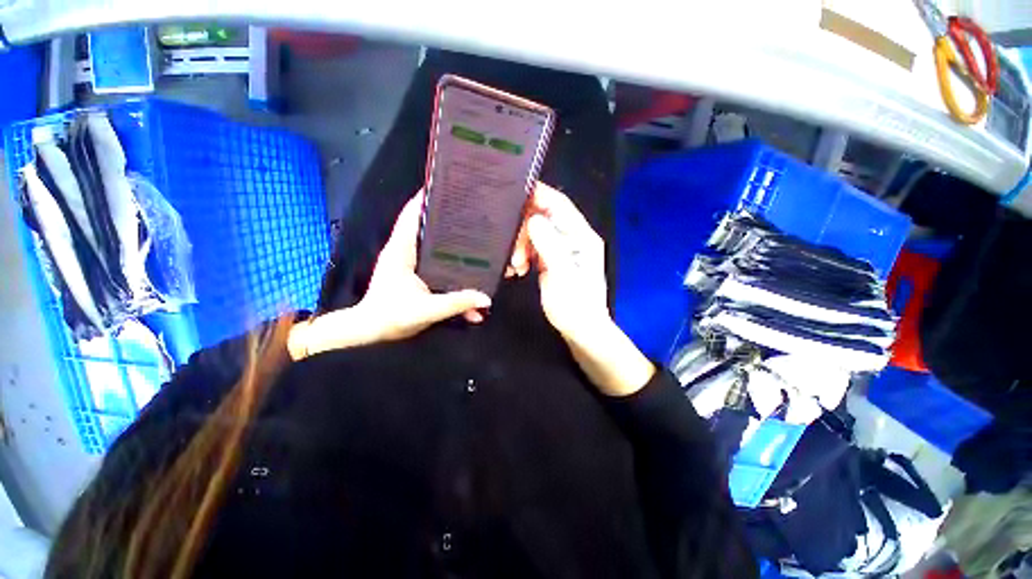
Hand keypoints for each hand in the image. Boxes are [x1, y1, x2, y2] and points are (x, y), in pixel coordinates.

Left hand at [288, 192, 490, 358]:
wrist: (371, 334)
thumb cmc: (391, 318)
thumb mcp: (426, 310)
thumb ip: (457, 303)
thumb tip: (487, 298)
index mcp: (401, 250)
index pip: (411, 215)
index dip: (425, 199)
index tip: (446, 187)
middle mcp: (405, 252)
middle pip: (426, 227)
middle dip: (446, 219)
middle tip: (471, 212)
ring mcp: (410, 264)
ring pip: (432, 245)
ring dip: (450, 242)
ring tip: (474, 238)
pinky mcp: (415, 275)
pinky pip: (435, 263)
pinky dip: (448, 265)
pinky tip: (465, 274)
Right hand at [525, 183, 653, 395]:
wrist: (582, 332)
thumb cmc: (575, 307)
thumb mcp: (561, 276)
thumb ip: (549, 246)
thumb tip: (533, 219)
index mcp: (582, 237)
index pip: (560, 205)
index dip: (538, 195)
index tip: (512, 194)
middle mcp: (573, 238)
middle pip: (544, 218)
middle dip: (524, 231)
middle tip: (513, 254)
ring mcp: (563, 249)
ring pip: (536, 234)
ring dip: (521, 246)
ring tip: (515, 266)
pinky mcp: (553, 260)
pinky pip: (534, 248)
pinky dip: (523, 255)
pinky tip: (517, 269)